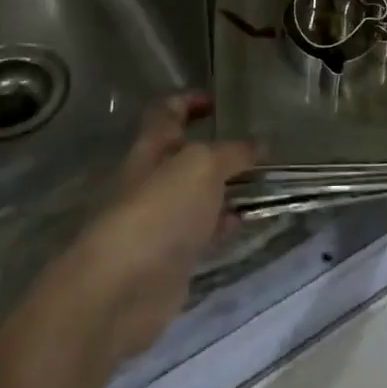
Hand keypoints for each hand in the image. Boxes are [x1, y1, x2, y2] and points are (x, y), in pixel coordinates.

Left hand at [47, 94, 256, 363]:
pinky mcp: (172, 256)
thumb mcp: (203, 165)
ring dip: (226, 186)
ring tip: (264, 179)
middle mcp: (155, 177)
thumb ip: (232, 152)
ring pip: (198, 194)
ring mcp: (162, 218)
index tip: (220, 99)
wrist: (123, 288)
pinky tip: (246, 220)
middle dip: (217, 147)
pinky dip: (223, 223)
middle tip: (256, 143)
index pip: (169, 111)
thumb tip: (258, 144)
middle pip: (186, 154)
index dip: (190, 100)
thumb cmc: (160, 209)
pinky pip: (203, 230)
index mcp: (154, 145)